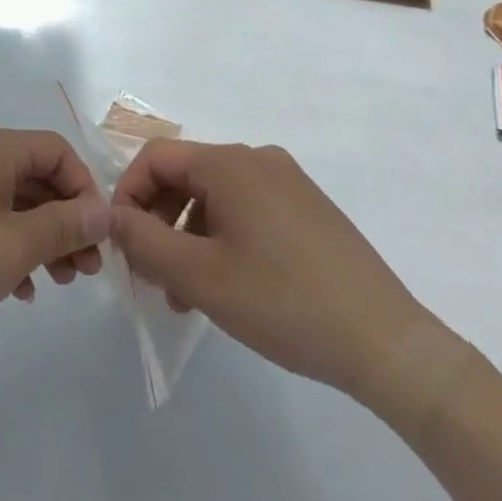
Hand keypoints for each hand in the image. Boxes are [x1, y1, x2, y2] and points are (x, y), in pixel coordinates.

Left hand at [0, 125, 109, 348]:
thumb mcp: (14, 246)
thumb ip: (64, 225)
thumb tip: (103, 211)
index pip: (56, 150)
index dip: (84, 189)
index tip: (98, 237)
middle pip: (35, 175)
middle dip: (66, 220)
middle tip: (86, 270)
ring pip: (12, 200)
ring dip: (41, 237)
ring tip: (59, 282)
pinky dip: (9, 244)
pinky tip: (19, 288)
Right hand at [110, 140, 442, 404]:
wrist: (387, 343)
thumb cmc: (284, 302)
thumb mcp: (200, 277)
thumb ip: (145, 241)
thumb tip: (113, 217)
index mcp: (230, 163)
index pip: (156, 158)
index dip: (128, 194)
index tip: (121, 242)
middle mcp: (257, 159)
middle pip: (186, 176)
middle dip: (159, 221)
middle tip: (150, 274)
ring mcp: (288, 181)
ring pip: (216, 196)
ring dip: (190, 236)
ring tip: (186, 295)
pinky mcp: (309, 208)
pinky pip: (247, 209)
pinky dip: (223, 238)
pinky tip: (229, 286)